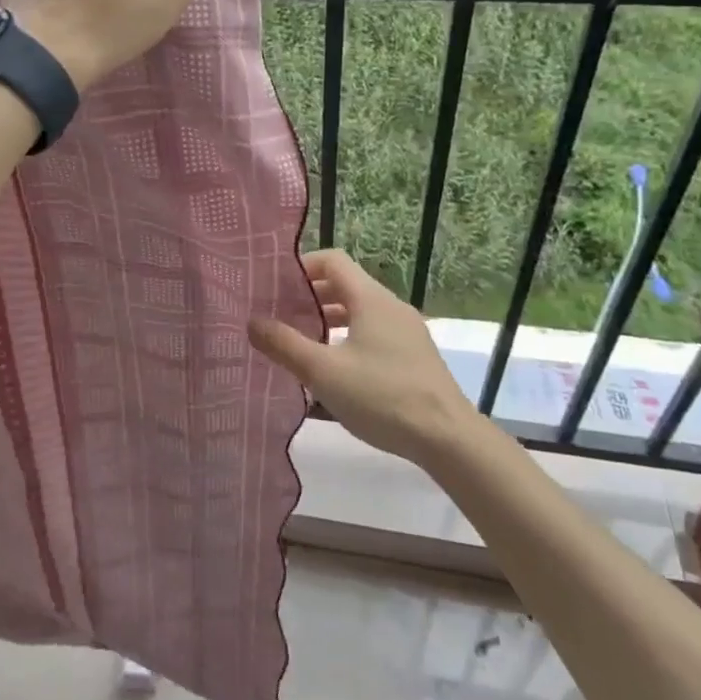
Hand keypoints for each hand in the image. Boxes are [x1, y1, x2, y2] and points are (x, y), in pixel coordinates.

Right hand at [249, 250, 477, 464]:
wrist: (448, 439)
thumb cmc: (382, 396)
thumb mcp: (323, 372)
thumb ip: (284, 344)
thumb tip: (252, 321)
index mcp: (370, 298)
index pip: (332, 260)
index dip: (301, 267)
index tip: (275, 288)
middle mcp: (390, 306)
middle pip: (344, 285)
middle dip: (309, 296)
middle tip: (279, 315)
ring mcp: (406, 331)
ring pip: (359, 311)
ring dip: (328, 320)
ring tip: (300, 342)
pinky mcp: (413, 356)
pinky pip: (373, 333)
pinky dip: (348, 338)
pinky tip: (334, 369)